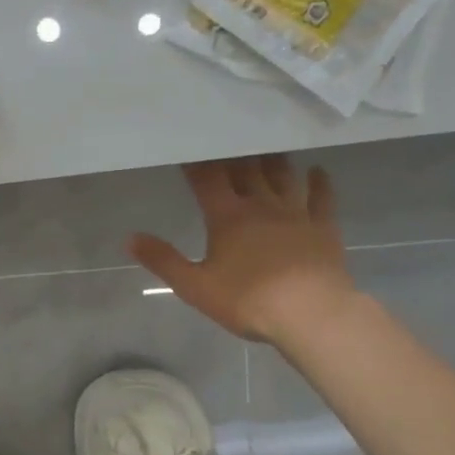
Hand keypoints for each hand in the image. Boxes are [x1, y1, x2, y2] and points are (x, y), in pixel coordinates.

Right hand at [130, 155, 356, 348]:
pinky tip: (317, 171)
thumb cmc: (248, 300)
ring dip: (272, 161)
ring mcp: (296, 213)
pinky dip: (320, 182)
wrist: (311, 314)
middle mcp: (261, 205)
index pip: (207, 179)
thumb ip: (163, 260)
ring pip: (283, 176)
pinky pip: (322, 197)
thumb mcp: (194, 286)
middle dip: (233, 155)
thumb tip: (130, 238)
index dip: (195, 163)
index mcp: (227, 217)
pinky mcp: (323, 228)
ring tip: (265, 148)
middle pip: (246, 170)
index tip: (187, 148)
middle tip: (227, 140)